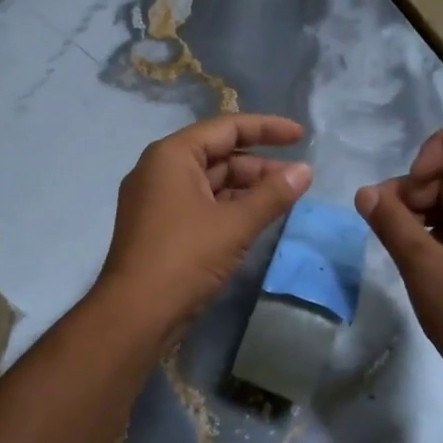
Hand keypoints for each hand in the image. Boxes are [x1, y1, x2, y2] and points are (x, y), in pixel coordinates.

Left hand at [96, 114, 312, 336]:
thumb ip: (273, 195)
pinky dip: (230, 207)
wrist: (136, 315)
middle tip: (298, 178)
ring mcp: (157, 200)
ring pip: (211, 182)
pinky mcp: (160, 228)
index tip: (301, 135)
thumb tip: (306, 171)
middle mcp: (159, 170)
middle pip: (218, 155)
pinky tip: (257, 218)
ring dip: (247, 188)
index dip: (267, 128)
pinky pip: (201, 205)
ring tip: (285, 199)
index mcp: (171, 156)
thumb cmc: (185, 258)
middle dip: (260, 165)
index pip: (225, 128)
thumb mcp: (235, 225)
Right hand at [357, 124, 442, 410]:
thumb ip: (391, 223)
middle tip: (384, 221)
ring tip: (393, 240)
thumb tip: (365, 192)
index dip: (438, 148)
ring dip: (422, 212)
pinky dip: (438, 232)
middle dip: (417, 190)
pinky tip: (414, 255)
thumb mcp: (424, 268)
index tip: (413, 183)